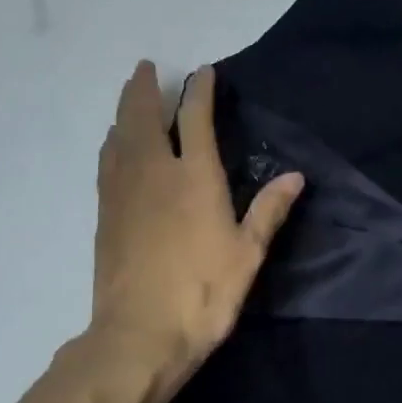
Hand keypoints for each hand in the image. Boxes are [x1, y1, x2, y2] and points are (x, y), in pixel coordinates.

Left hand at [87, 61, 303, 402]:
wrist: (138, 335)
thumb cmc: (202, 293)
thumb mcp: (247, 254)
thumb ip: (269, 211)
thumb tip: (295, 176)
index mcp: (195, 178)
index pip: (195, 119)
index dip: (199, 91)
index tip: (203, 72)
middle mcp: (154, 173)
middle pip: (143, 117)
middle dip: (145, 88)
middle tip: (146, 67)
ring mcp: (124, 192)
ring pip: (119, 136)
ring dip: (124, 109)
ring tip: (129, 95)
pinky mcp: (106, 214)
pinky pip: (107, 162)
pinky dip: (112, 141)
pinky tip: (113, 143)